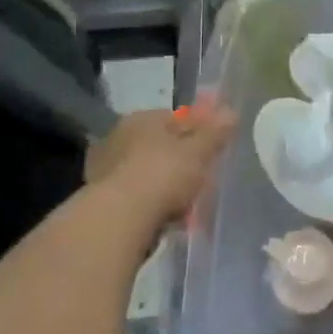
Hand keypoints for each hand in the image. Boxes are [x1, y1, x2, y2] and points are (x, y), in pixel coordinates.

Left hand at [86, 101, 234, 231]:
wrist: (117, 221)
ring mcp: (105, 169)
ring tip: (188, 204)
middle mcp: (119, 138)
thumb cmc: (162, 175)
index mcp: (142, 119)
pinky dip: (153, 204)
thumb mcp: (199, 151)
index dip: (200, 130)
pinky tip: (168, 218)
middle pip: (161, 146)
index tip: (215, 147)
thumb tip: (231, 112)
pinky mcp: (101, 200)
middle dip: (182, 159)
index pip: (178, 118)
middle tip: (203, 176)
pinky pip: (138, 197)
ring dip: (167, 184)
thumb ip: (215, 132)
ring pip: (149, 172)